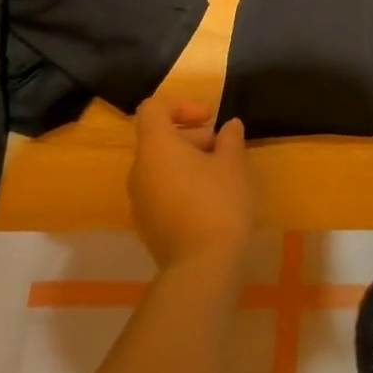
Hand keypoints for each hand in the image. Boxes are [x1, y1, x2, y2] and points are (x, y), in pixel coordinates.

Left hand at [129, 99, 251, 272]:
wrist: (201, 267)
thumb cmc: (218, 202)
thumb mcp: (233, 163)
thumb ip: (230, 138)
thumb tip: (229, 127)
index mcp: (156, 148)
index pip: (153, 109)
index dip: (181, 105)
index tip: (209, 118)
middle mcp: (139, 170)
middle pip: (159, 138)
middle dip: (193, 136)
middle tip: (224, 149)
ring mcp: (140, 201)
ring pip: (161, 166)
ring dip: (190, 161)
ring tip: (222, 174)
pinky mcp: (147, 224)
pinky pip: (162, 190)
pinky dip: (182, 184)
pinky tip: (211, 199)